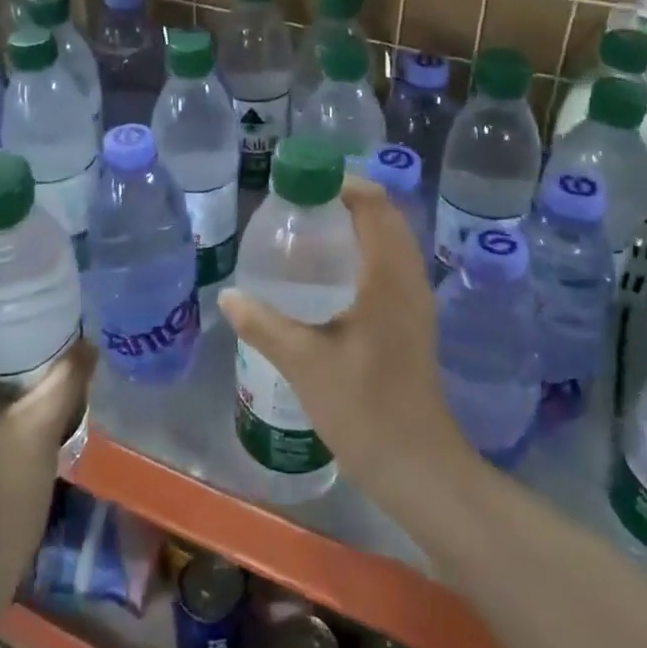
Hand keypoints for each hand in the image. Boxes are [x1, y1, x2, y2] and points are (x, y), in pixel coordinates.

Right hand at [220, 176, 476, 511]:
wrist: (417, 465)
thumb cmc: (363, 407)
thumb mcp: (304, 362)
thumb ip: (264, 323)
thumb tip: (229, 295)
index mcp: (389, 276)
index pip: (374, 204)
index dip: (341, 183)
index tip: (301, 183)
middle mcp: (409, 278)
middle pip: (385, 216)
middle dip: (346, 199)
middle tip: (299, 205)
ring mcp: (416, 300)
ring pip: (391, 240)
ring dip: (357, 224)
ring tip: (311, 231)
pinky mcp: (413, 320)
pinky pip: (391, 263)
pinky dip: (365, 250)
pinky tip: (331, 275)